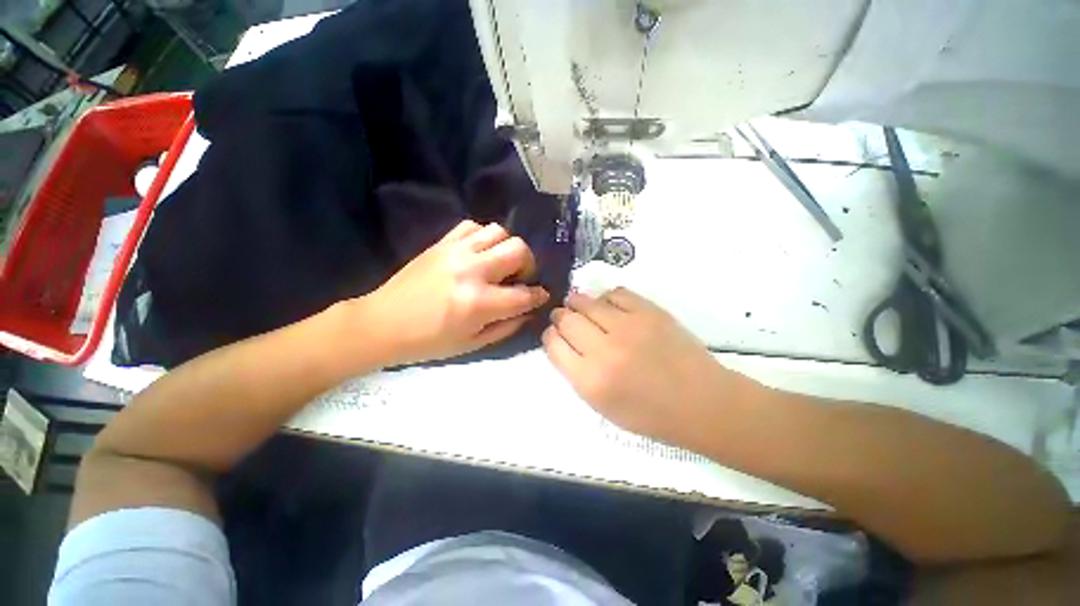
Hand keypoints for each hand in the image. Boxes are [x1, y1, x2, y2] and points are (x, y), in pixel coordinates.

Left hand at [356, 220, 548, 365]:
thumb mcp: (473, 344)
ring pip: (499, 231)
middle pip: (518, 250)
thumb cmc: (428, 342)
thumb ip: (507, 326)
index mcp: (479, 302)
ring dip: (507, 247)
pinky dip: (483, 237)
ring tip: (499, 263)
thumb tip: (529, 310)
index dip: (538, 296)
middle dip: (528, 265)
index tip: (541, 295)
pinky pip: (472, 226)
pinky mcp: (441, 243)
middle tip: (519, 278)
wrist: (382, 324)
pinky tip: (479, 253)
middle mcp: (472, 271)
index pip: (524, 294)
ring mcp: (455, 252)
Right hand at [543, 288, 751, 448]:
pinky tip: (610, 308)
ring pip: (586, 301)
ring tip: (582, 308)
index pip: (553, 343)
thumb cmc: (649, 413)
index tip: (557, 335)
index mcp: (590, 380)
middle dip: (561, 317)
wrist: (701, 402)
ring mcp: (628, 326)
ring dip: (578, 303)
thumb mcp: (602, 406)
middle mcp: (604, 350)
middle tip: (566, 318)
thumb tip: (563, 341)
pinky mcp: (649, 311)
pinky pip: (615, 293)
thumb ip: (576, 373)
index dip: (551, 336)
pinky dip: (607, 299)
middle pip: (566, 319)